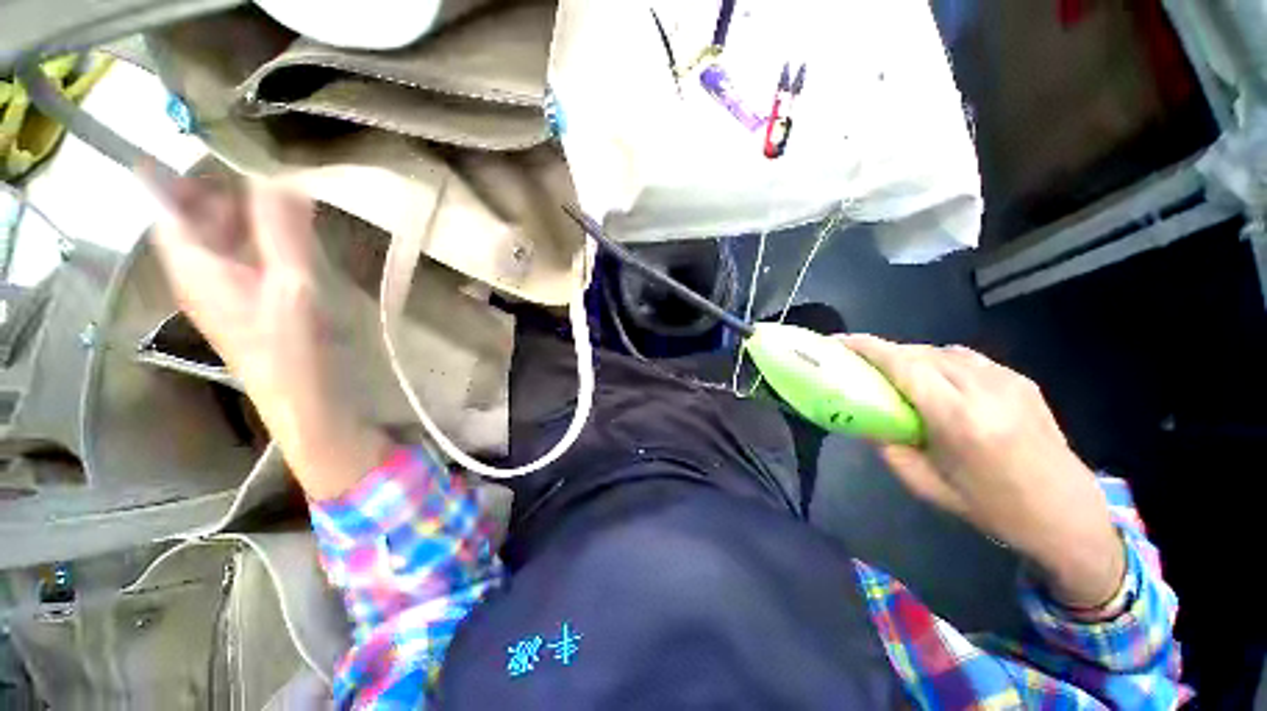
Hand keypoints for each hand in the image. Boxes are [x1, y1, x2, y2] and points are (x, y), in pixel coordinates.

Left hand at [144, 170, 389, 499]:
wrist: (305, 397)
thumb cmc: (290, 347)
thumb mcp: (289, 284)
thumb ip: (282, 229)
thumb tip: (281, 172)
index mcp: (191, 261)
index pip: (163, 197)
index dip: (176, 161)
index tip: (209, 129)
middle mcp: (198, 266)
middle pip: (193, 207)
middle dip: (218, 177)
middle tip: (260, 152)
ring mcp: (223, 281)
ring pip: (221, 228)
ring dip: (243, 202)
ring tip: (280, 180)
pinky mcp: (249, 293)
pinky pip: (245, 248)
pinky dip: (261, 228)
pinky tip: (290, 224)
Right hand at [842, 335, 1124, 611]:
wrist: (1070, 515)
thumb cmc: (995, 508)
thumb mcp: (929, 487)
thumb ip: (890, 449)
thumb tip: (866, 422)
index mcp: (961, 420)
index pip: (905, 367)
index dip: (868, 348)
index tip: (838, 342)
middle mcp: (986, 390)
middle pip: (920, 353)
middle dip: (884, 352)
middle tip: (859, 363)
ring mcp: (1008, 381)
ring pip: (943, 351)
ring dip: (911, 356)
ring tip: (895, 373)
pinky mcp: (1021, 381)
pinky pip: (966, 359)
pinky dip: (939, 362)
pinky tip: (935, 381)